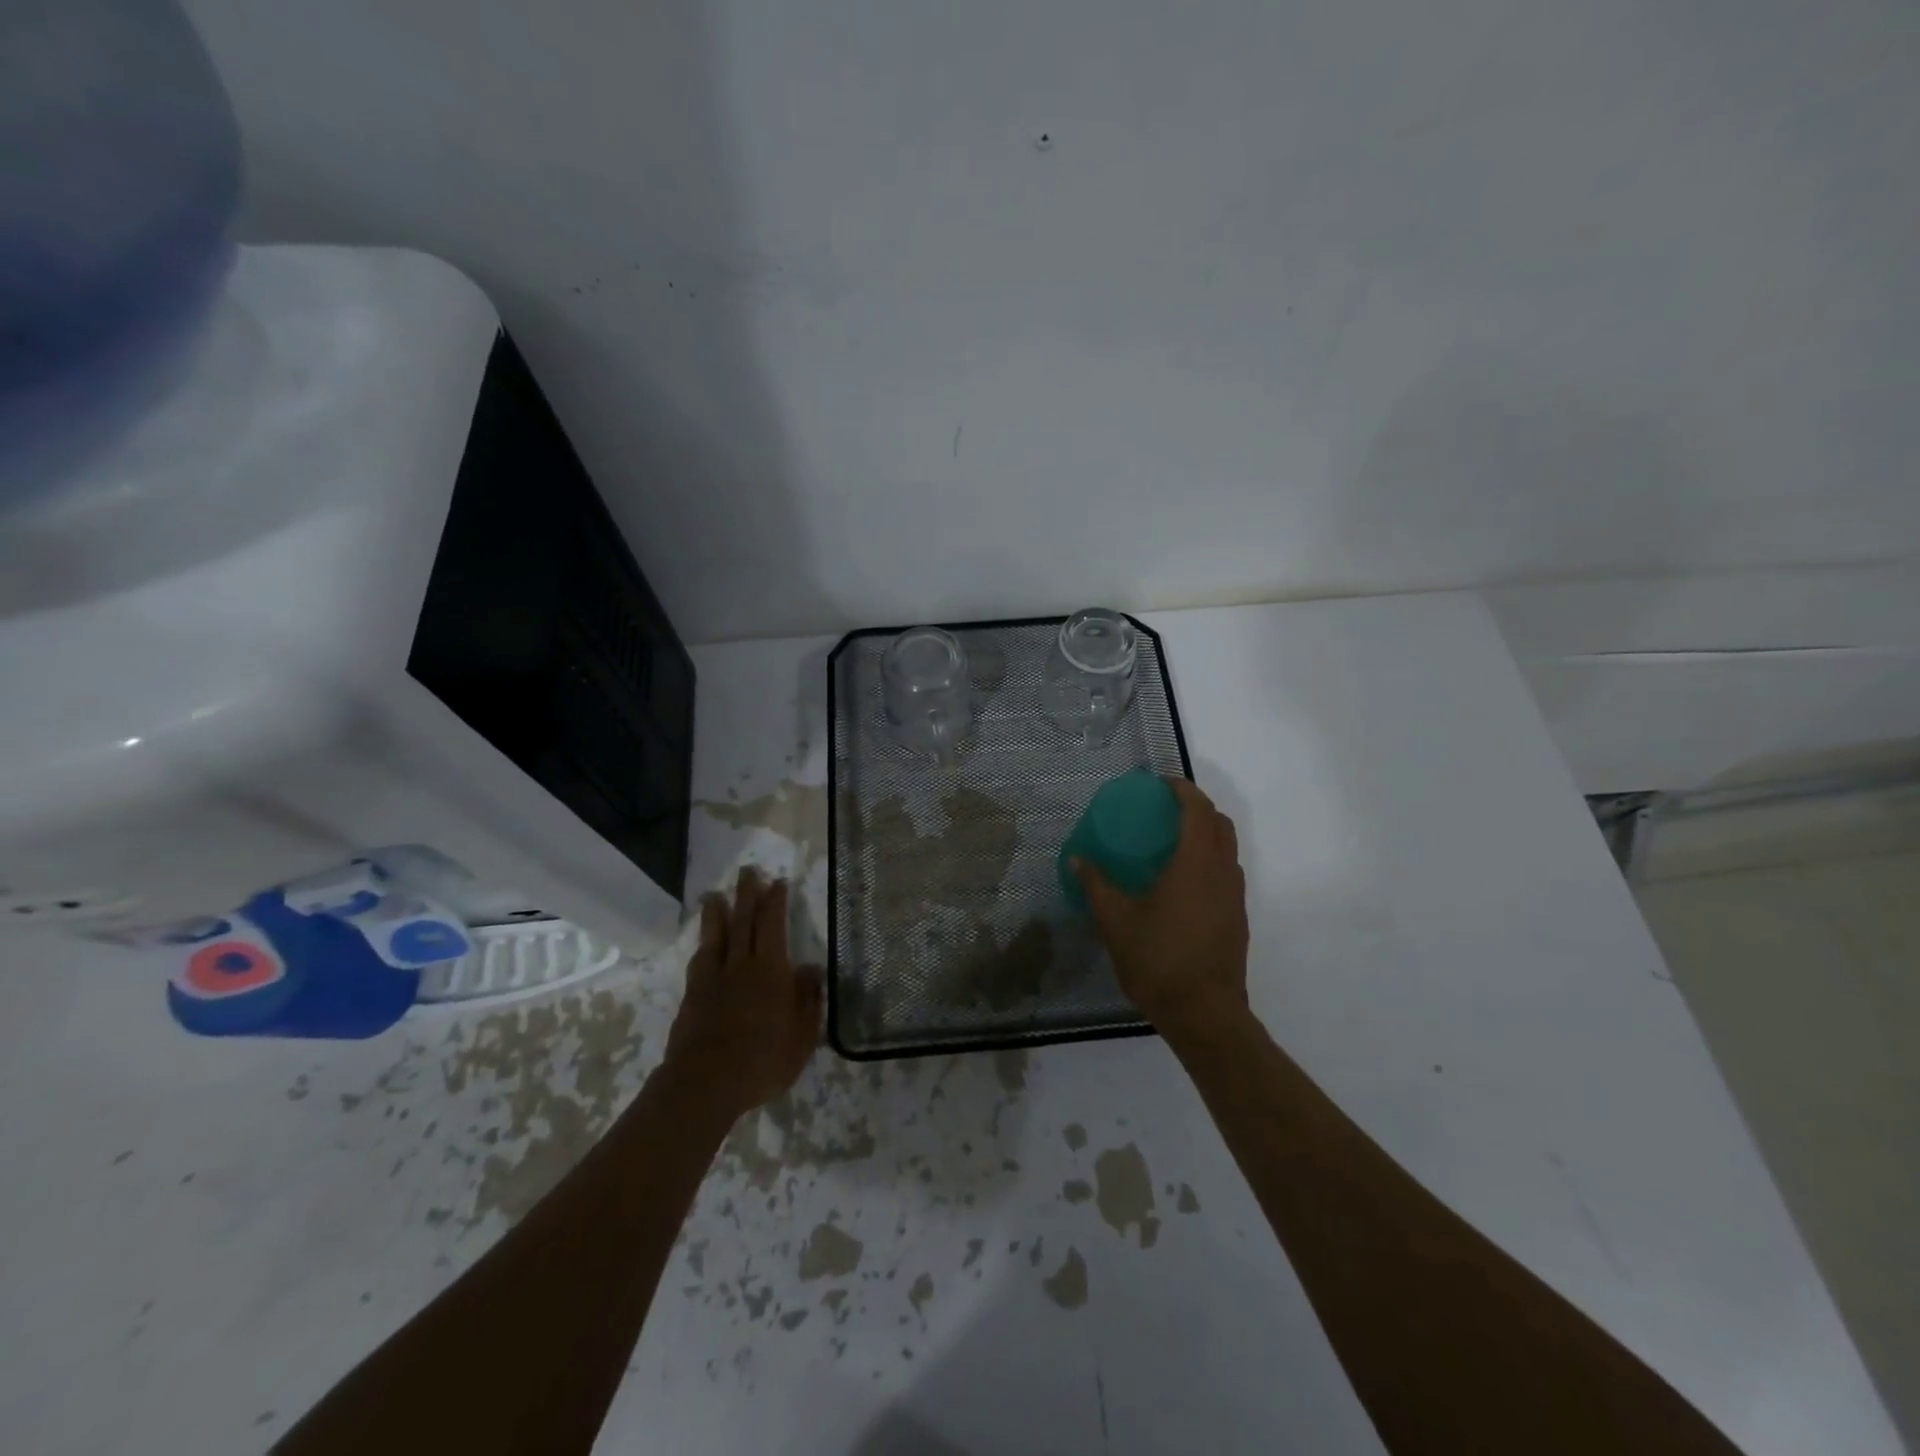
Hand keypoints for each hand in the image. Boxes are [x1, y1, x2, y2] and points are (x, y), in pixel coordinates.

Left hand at [664, 867, 823, 1117]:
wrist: (706, 1084)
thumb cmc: (763, 1060)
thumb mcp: (802, 1035)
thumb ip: (807, 999)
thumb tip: (811, 968)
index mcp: (771, 971)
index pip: (773, 925)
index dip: (775, 902)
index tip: (777, 883)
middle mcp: (741, 966)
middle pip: (743, 921)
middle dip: (747, 894)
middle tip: (747, 871)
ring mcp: (713, 979)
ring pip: (716, 936)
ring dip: (717, 912)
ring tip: (715, 895)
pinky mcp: (693, 996)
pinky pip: (700, 960)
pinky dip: (703, 945)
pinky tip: (704, 941)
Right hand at [1073, 777, 1249, 1044]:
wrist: (1204, 1013)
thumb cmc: (1158, 960)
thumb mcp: (1116, 920)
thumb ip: (1096, 884)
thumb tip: (1077, 858)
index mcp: (1195, 863)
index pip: (1197, 809)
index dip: (1181, 789)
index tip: (1159, 784)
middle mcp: (1222, 872)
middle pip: (1220, 823)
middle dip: (1196, 807)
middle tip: (1164, 810)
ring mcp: (1235, 896)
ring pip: (1228, 849)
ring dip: (1206, 834)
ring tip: (1172, 843)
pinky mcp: (1238, 918)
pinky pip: (1227, 873)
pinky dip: (1209, 861)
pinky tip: (1182, 884)